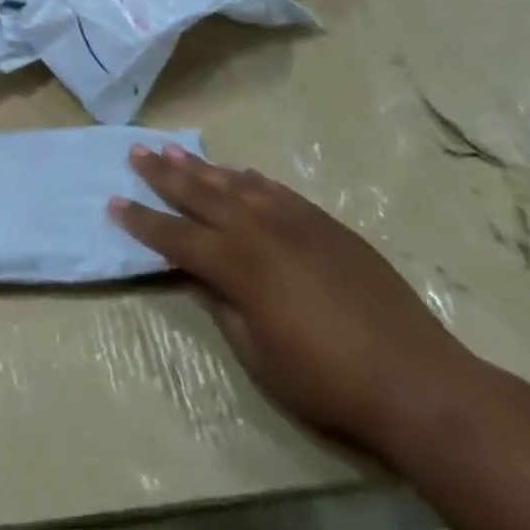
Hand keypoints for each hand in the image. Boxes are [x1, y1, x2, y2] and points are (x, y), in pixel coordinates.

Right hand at [111, 145, 479, 463]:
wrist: (416, 380)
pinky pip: (276, 190)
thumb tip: (197, 275)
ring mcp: (295, 222)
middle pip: (199, 194)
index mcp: (235, 265)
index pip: (173, 235)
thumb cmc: (326, 380)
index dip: (141, 221)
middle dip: (163, 174)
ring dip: (201, 166)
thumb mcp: (257, 354)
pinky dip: (251, 179)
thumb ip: (221, 306)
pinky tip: (237, 172)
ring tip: (173, 148)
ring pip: (235, 183)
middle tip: (135, 152)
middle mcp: (258, 230)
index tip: (113, 203)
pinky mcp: (326, 225)